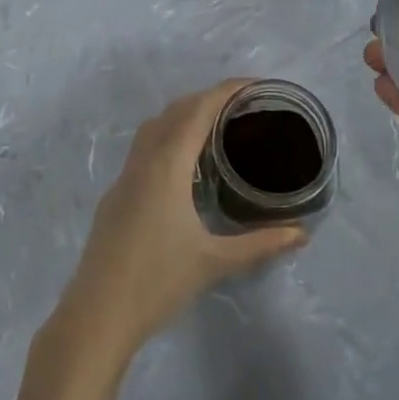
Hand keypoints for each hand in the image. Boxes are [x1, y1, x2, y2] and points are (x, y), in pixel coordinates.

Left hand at [53, 81, 305, 363]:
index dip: (227, 90)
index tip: (256, 85)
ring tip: (217, 129)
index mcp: (167, 164)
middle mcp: (144, 159)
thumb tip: (301, 233)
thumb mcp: (214, 261)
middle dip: (209, 98)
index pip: (199, 109)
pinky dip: (168, 137)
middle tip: (244, 108)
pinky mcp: (116, 194)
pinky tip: (185, 167)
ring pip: (155, 126)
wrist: (97, 314)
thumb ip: (260, 243)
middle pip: (176, 110)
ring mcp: (125, 175)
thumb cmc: (158, 282)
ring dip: (185, 115)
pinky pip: (144, 147)